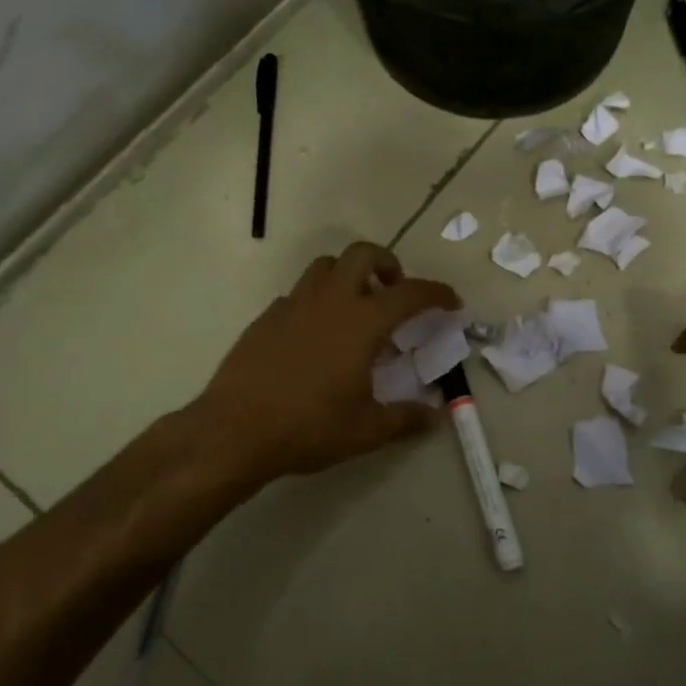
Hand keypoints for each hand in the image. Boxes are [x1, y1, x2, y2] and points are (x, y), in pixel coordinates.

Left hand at [195, 242, 459, 486]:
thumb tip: (433, 417)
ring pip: (325, 266)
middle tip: (394, 290)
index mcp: (362, 322)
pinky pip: (298, 294)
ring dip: (348, 275)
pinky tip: (315, 334)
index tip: (451, 302)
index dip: (436, 293)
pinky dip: (316, 301)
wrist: (235, 431)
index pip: (410, 293)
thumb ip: (405, 419)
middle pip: (362, 254)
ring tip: (355, 308)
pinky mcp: (266, 318)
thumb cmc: (309, 427)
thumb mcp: (366, 430)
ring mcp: (293, 305)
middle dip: (386, 263)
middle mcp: (330, 301)